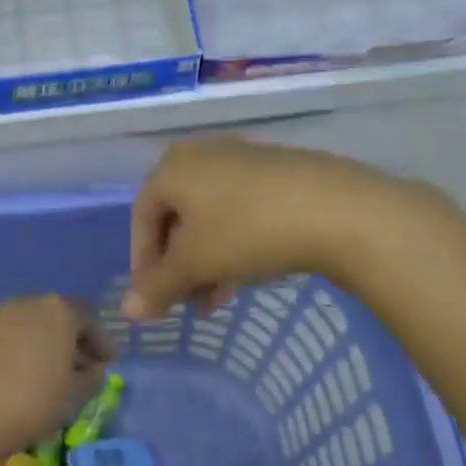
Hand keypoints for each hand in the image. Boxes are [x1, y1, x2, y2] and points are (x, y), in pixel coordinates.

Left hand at [0, 296, 110, 465]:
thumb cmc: (30, 401)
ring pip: (34, 325)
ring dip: (47, 345)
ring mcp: (0, 316)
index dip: (101, 342)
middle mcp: (29, 303)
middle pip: (60, 316)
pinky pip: (12, 336)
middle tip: (83, 368)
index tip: (108, 363)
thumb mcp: (73, 395)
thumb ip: (91, 377)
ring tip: (54, 377)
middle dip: (74, 340)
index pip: (89, 319)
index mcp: (59, 310)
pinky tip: (25, 377)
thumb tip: (94, 367)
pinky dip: (25, 350)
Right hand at [125, 137, 403, 318]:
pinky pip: (241, 210)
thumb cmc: (247, 231)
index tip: (155, 300)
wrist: (337, 209)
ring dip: (208, 262)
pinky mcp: (277, 171)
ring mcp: (243, 159)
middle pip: (177, 219)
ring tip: (221, 300)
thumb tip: (128, 311)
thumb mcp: (195, 263)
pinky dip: (235, 244)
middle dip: (180, 267)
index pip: (142, 218)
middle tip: (191, 304)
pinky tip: (251, 272)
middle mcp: (202, 154)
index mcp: (172, 167)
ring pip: (210, 218)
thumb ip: (158, 286)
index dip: (143, 263)